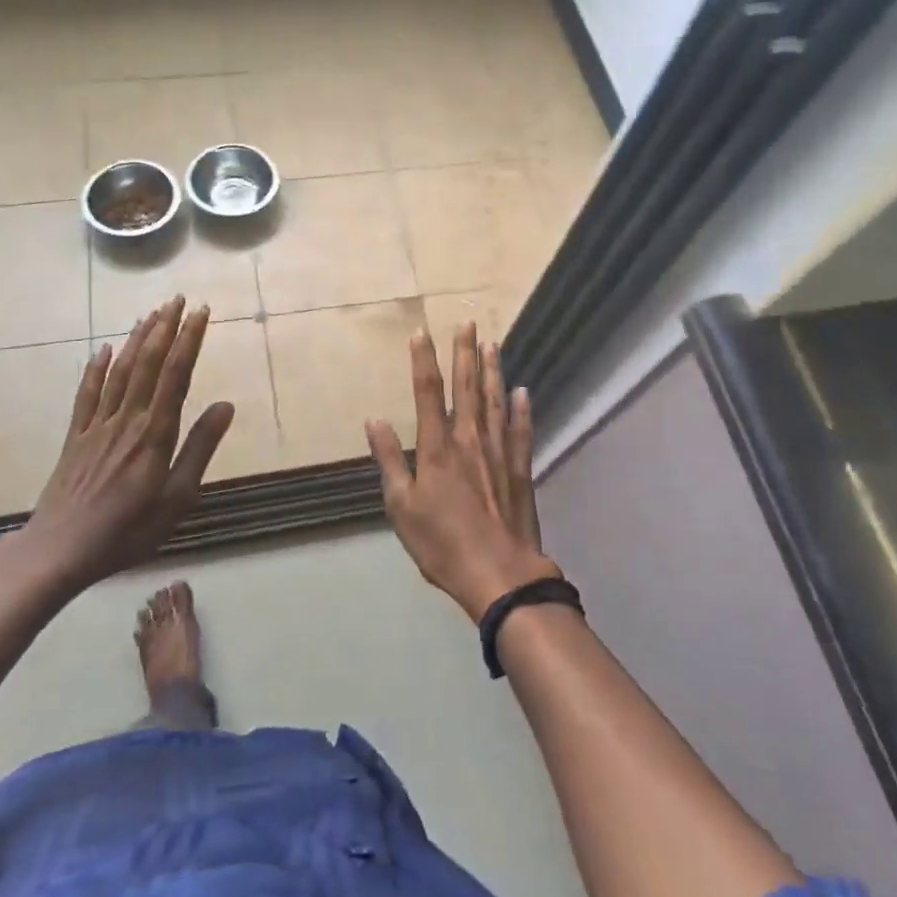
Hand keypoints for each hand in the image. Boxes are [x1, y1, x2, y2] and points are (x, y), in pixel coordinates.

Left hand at [15, 296, 233, 598]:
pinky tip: (104, 349)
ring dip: (137, 340)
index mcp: (155, 434)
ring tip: (151, 314)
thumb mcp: (177, 499)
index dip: (189, 340)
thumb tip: (226, 405)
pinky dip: (96, 369)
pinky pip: (87, 394)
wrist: (58, 551)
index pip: (177, 375)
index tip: (201, 312)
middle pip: (148, 364)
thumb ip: (200, 449)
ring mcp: (97, 426)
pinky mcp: (75, 437)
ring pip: (120, 372)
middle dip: (164, 328)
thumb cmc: (127, 531)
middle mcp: (127, 420)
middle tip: (177, 299)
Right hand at [367, 321, 559, 621]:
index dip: (423, 361)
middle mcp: (469, 440)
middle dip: (464, 353)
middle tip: (467, 322)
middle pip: (466, 387)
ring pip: (495, 401)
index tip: (422, 333)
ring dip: (492, 370)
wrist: (499, 574)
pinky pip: (521, 430)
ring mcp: (498, 452)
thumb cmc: (442, 544)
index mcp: (437, 448)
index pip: (427, 393)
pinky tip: (522, 391)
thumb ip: (390, 460)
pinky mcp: (520, 468)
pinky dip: (522, 409)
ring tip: (492, 344)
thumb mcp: (401, 507)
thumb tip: (374, 420)